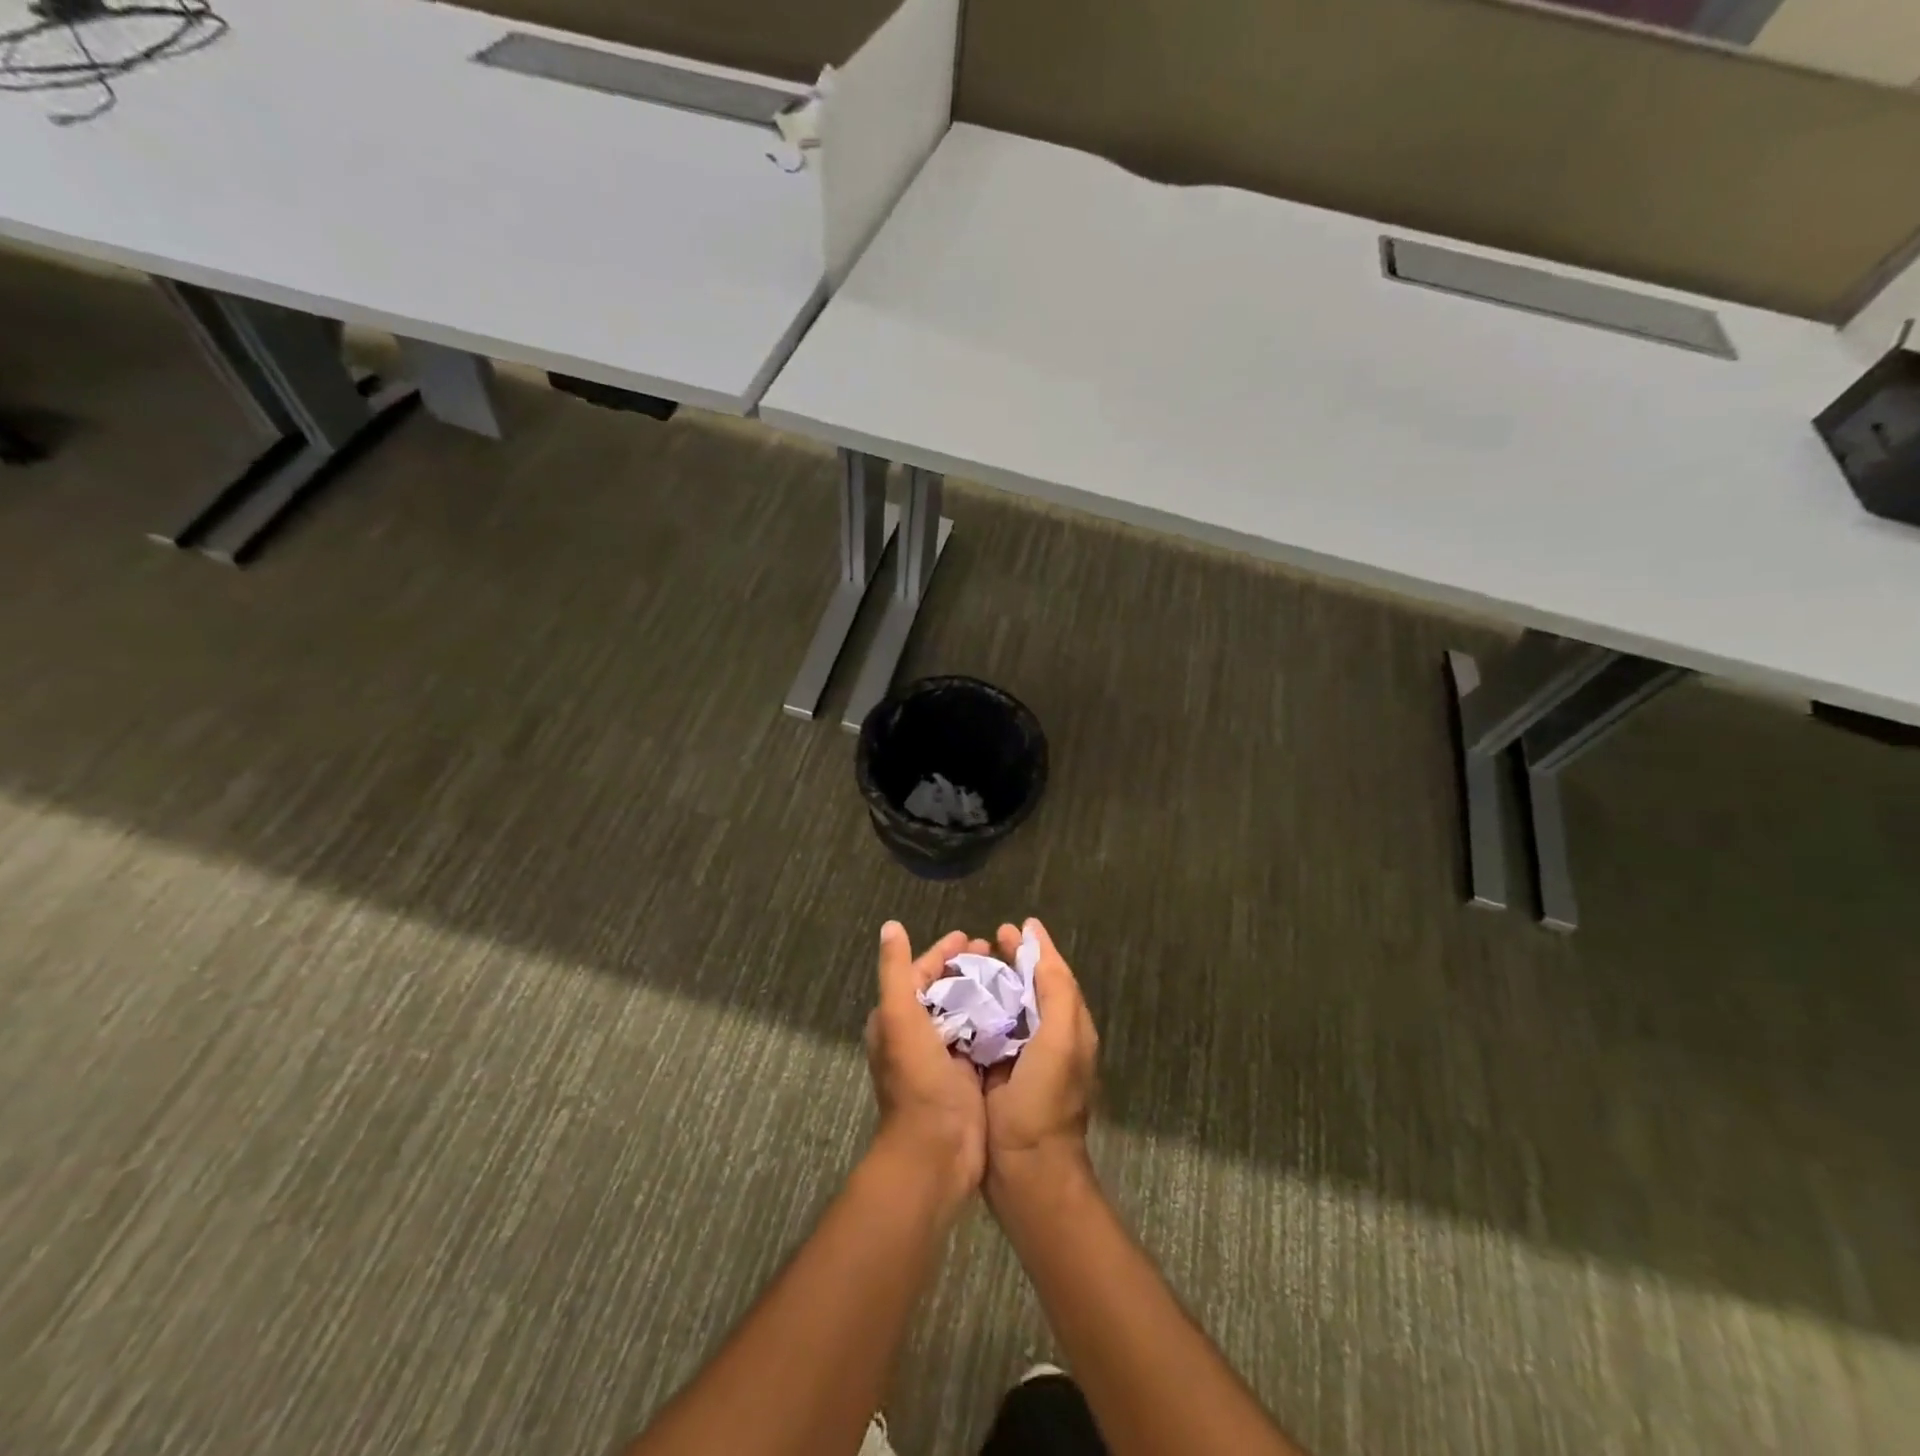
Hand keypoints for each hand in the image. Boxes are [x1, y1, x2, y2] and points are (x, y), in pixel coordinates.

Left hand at [866, 922, 988, 1214]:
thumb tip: (890, 926)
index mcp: (894, 1021)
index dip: (942, 953)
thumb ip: (895, 971)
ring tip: (1011, 975)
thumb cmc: (916, 1080)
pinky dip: (996, 1020)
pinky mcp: (966, 1076)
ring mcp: (942, 1057)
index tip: (970, 937)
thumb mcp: (899, 1017)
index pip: (918, 973)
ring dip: (984, 992)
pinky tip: (1019, 1010)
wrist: (936, 1152)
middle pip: (944, 990)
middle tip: (996, 952)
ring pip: (965, 1011)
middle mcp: (915, 1036)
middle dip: (966, 969)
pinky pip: (982, 1037)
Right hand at [983, 919, 1098, 1197]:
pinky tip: (954, 1002)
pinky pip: (988, 1032)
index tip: (1009, 926)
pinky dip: (975, 1012)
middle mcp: (1049, 1038)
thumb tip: (1038, 940)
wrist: (1026, 1172)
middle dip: (1010, 961)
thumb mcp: (1060, 1039)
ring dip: (990, 983)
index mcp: (1069, 1027)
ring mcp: (1023, 1058)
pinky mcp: (998, 1074)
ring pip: (1007, 1007)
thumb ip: (1056, 990)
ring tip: (964, 964)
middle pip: (1030, 987)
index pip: (1053, 974)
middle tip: (983, 940)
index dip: (1034, 948)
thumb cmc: (1045, 1102)